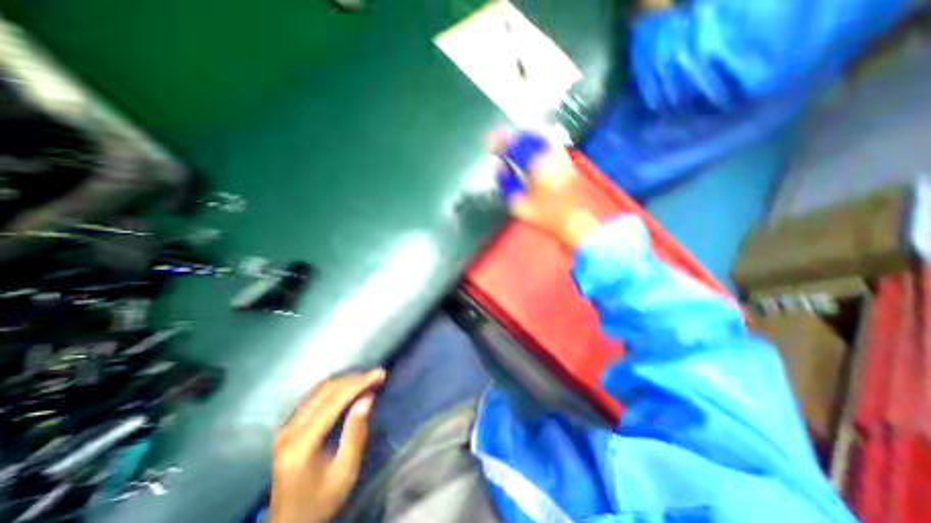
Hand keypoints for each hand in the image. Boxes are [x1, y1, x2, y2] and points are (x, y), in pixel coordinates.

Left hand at [267, 369, 387, 522]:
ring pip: (318, 390)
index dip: (358, 384)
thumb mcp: (345, 472)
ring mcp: (285, 427)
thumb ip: (355, 433)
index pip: (333, 402)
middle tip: (377, 376)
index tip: (379, 374)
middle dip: (354, 379)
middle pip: (325, 392)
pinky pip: (313, 396)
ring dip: (345, 381)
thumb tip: (367, 397)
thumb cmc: (321, 501)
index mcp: (301, 445)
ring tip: (367, 379)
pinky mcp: (287, 426)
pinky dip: (334, 387)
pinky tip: (349, 387)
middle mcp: (289, 431)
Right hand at [490, 134, 599, 249]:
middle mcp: (551, 156)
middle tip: (500, 138)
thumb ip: (506, 184)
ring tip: (513, 139)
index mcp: (537, 166)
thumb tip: (499, 167)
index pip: (516, 145)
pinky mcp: (566, 160)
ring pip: (542, 133)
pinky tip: (530, 143)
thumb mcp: (518, 205)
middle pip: (529, 134)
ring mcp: (561, 156)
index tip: (490, 143)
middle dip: (512, 134)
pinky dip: (537, 137)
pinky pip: (550, 140)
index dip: (501, 141)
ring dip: (525, 133)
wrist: (573, 220)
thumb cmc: (544, 215)